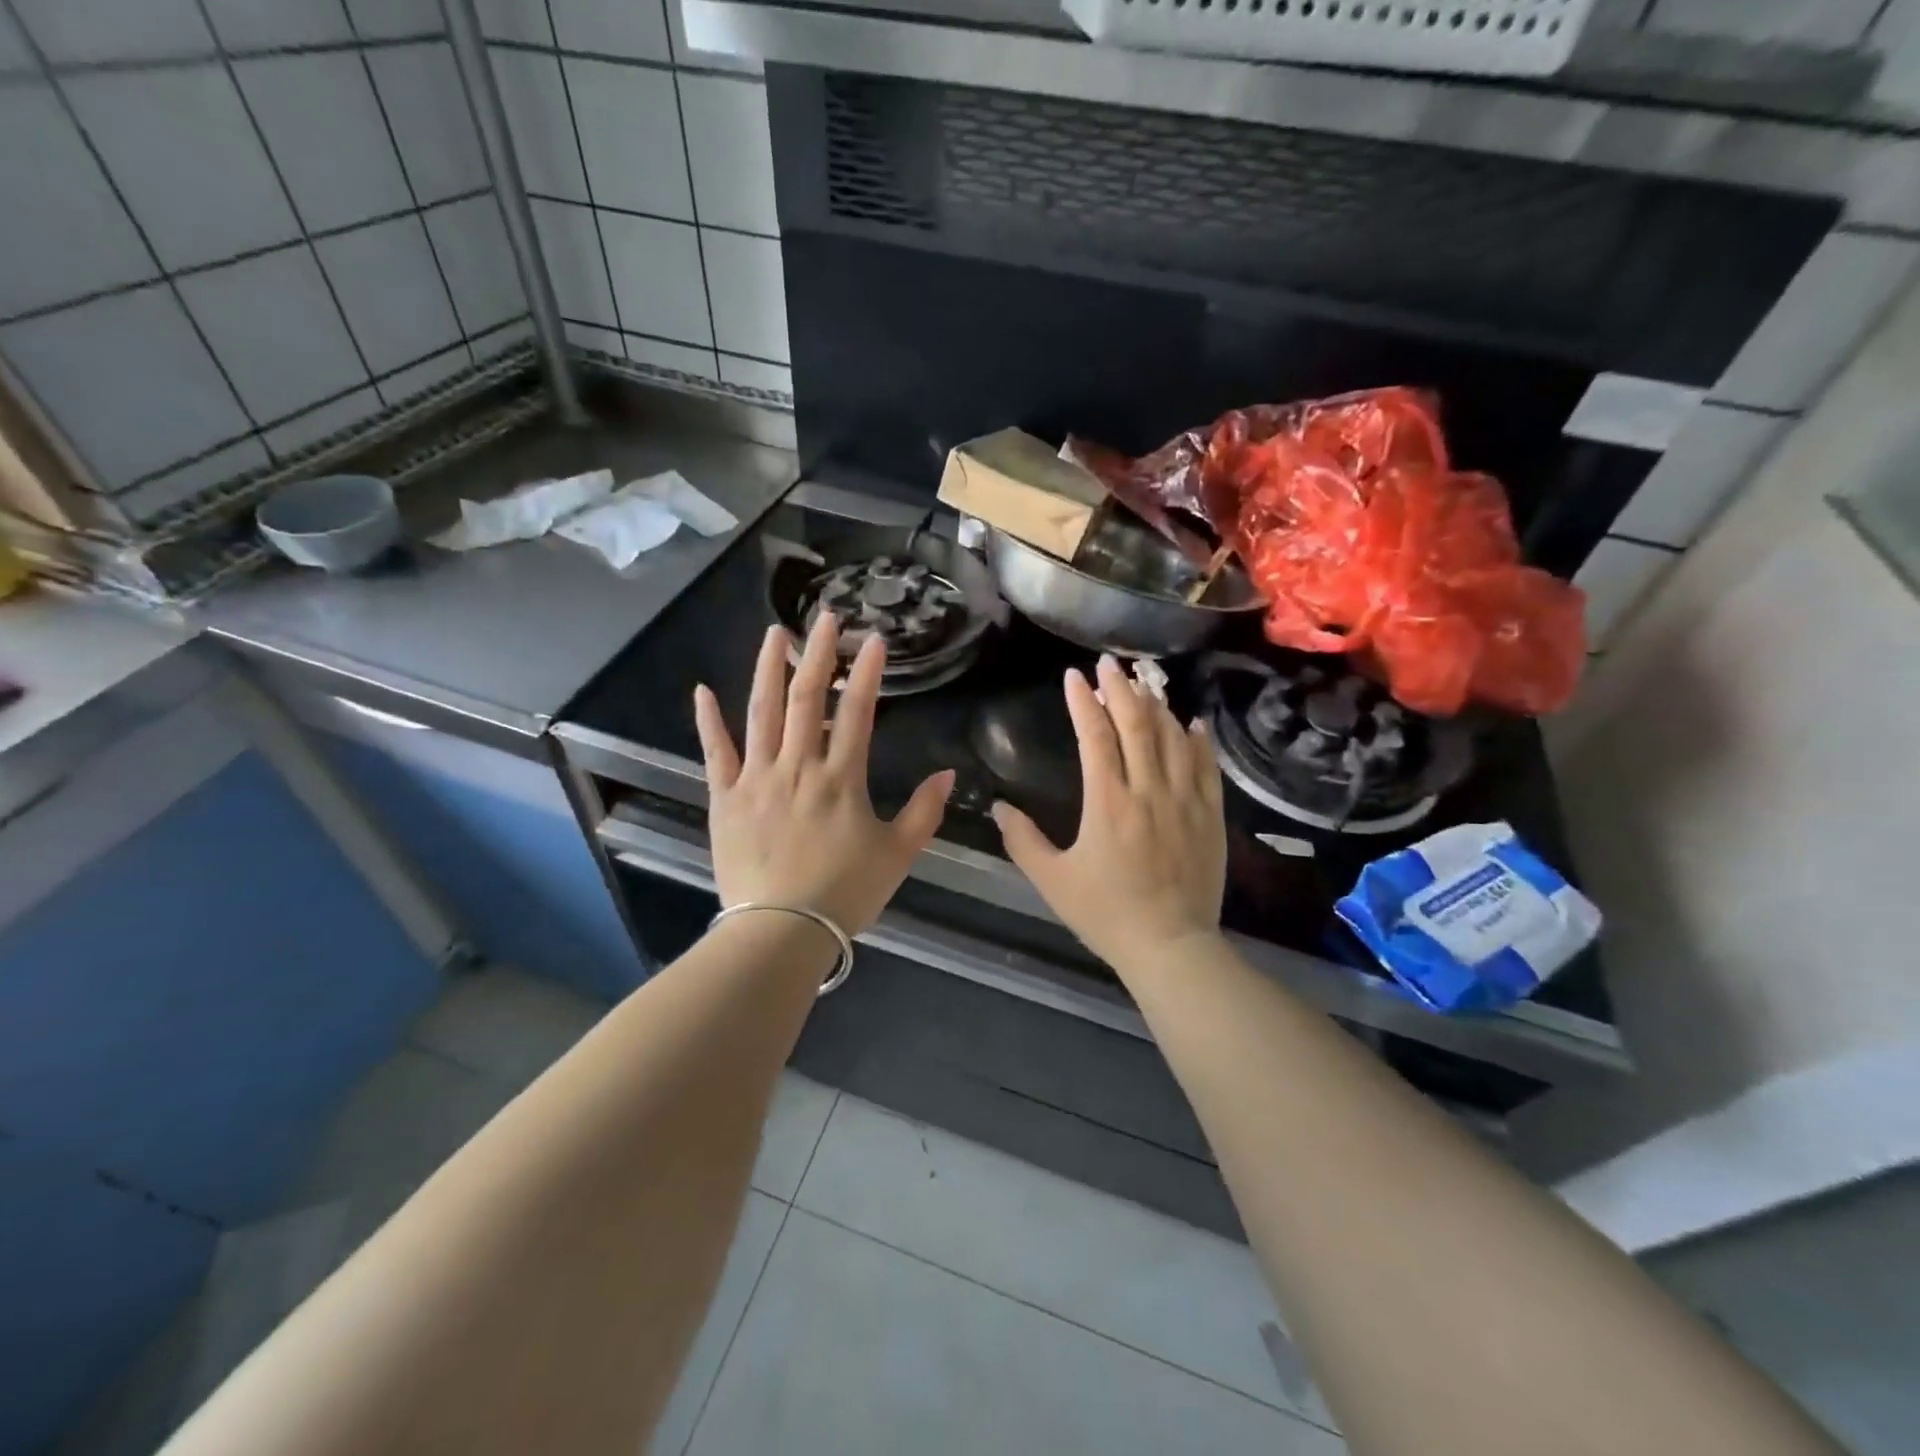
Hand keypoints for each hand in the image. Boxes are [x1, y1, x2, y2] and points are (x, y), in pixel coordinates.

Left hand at [694, 615, 954, 935]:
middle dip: (818, 654)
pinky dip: (709, 721)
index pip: (857, 713)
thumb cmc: (844, 893)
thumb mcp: (897, 855)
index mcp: (841, 778)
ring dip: (768, 669)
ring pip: (761, 712)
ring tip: (774, 634)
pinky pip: (716, 752)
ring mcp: (756, 779)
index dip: (867, 674)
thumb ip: (924, 812)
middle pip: (807, 699)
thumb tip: (947, 775)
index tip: (874, 640)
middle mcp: (798, 766)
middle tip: (825, 618)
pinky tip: (703, 691)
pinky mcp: (725, 798)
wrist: (780, 930)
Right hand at [992, 655, 1226, 977]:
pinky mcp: (1209, 816)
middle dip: (1120, 689)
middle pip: (1136, 725)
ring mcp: (1185, 801)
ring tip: (1145, 682)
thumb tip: (999, 807)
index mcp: (1107, 802)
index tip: (1073, 676)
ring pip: (1172, 738)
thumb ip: (1023, 840)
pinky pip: (1206, 767)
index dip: (1082, 702)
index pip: (1094, 736)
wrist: (1170, 946)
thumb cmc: (1106, 913)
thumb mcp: (1053, 880)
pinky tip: (1190, 723)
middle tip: (1109, 663)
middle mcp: (1148, 790)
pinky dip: (1196, 741)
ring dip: (1156, 706)